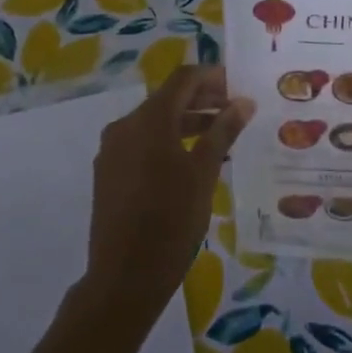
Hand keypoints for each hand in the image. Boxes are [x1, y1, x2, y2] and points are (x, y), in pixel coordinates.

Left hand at [79, 67, 253, 333]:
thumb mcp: (204, 173)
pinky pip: (142, 144)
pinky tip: (192, 161)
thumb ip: (223, 132)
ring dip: (187, 122)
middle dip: (202, 100)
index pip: (183, 79)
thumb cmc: (171, 220)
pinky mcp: (108, 173)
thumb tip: (243, 102)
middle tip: (236, 111)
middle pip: (167, 99)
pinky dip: (168, 142)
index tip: (238, 85)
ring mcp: (112, 150)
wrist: (125, 276)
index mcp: (148, 120)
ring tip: (221, 137)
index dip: (212, 77)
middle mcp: (124, 126)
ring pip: (154, 123)